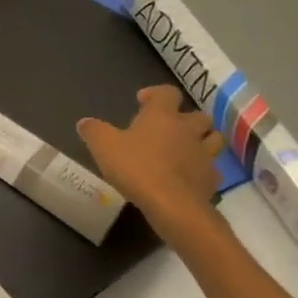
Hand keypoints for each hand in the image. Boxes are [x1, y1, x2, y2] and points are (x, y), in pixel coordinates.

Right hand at [77, 85, 226, 220]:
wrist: (173, 205)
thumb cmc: (137, 168)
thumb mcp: (104, 147)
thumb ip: (94, 131)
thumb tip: (84, 122)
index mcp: (162, 116)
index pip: (167, 92)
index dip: (156, 94)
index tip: (143, 102)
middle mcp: (188, 129)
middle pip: (197, 115)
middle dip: (185, 119)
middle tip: (168, 129)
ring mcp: (204, 154)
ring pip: (212, 139)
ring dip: (201, 141)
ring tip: (185, 150)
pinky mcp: (211, 179)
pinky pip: (211, 169)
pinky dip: (202, 170)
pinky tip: (189, 177)